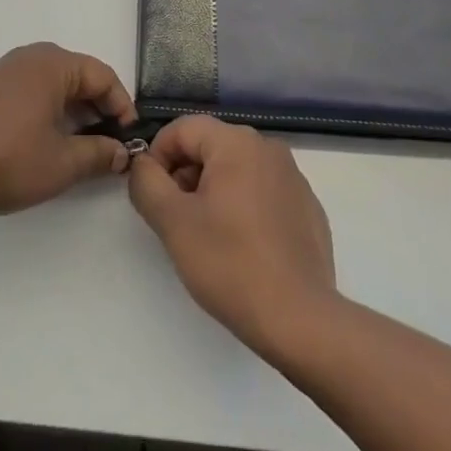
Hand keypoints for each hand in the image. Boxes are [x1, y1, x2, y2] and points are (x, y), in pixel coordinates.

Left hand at [0, 43, 136, 216]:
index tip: (130, 138)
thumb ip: (97, 154)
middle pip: (78, 75)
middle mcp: (31, 56)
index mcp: (52, 64)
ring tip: (81, 146)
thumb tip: (120, 151)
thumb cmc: (5, 160)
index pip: (102, 75)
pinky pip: (32, 89)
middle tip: (109, 144)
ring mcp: (6, 69)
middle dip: (98, 108)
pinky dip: (49, 109)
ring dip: (74, 110)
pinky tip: (46, 140)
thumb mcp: (60, 164)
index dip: (122, 105)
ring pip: (54, 83)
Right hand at [128, 116, 337, 355]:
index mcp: (237, 142)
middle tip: (177, 219)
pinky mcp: (307, 207)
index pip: (183, 128)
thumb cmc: (231, 265)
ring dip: (213, 191)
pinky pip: (263, 192)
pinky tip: (243, 248)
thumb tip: (143, 164)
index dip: (158, 155)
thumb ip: (147, 182)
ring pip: (236, 169)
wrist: (301, 321)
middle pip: (210, 146)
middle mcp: (268, 148)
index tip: (153, 195)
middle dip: (186, 175)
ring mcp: (293, 177)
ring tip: (208, 237)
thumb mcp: (173, 222)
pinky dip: (244, 207)